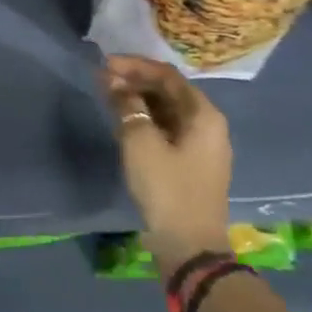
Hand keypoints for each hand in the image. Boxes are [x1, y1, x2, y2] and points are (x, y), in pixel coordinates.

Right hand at [102, 54, 232, 273]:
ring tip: (109, 97)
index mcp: (203, 114)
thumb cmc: (167, 188)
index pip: (167, 75)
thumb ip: (126, 105)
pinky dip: (146, 120)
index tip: (105, 63)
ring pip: (167, 111)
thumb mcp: (140, 142)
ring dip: (139, 100)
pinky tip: (124, 121)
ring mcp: (202, 146)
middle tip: (103, 79)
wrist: (189, 247)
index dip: (135, 65)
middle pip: (170, 91)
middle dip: (136, 81)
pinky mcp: (192, 164)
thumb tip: (113, 81)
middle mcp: (208, 125)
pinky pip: (167, 129)